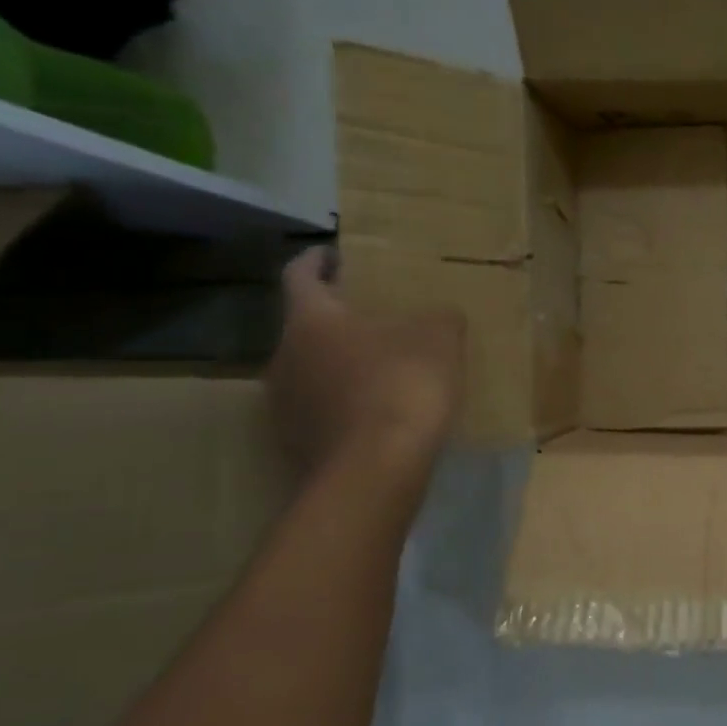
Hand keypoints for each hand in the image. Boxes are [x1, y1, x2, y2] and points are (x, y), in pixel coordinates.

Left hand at [267, 248, 464, 480]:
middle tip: (375, 318)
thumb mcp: (440, 340)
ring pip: (312, 370)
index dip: (317, 260)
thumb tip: (441, 317)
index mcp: (311, 319)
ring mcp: (285, 404)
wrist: (375, 471)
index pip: (300, 274)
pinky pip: (322, 410)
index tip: (334, 254)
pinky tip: (380, 413)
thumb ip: (440, 319)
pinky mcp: (296, 444)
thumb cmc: (401, 386)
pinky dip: (345, 405)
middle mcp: (284, 356)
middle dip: (338, 319)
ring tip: (382, 368)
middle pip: (306, 326)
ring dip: (340, 365)